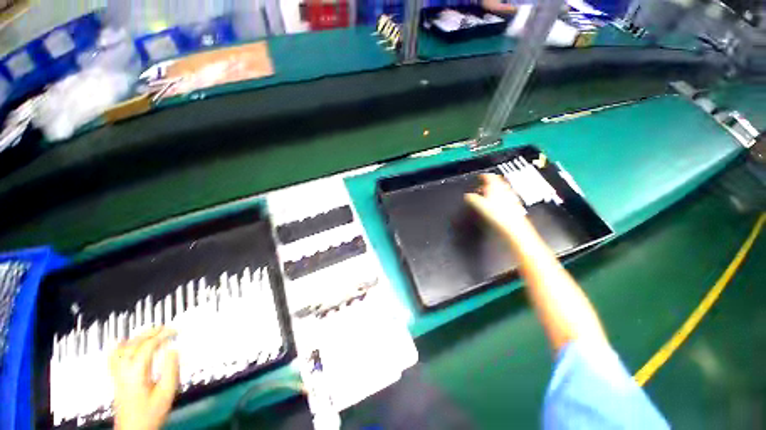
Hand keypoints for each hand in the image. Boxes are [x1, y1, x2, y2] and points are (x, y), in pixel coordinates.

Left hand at [109, 327, 178, 429]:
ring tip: (150, 331)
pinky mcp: (115, 378)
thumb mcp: (166, 393)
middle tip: (166, 327)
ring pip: (123, 348)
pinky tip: (122, 341)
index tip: (175, 331)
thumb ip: (171, 370)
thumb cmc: (151, 412)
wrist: (134, 429)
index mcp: (137, 372)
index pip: (148, 346)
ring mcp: (117, 374)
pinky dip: (118, 346)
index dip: (162, 336)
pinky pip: (112, 358)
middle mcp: (124, 370)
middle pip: (134, 344)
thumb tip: (173, 350)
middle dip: (151, 333)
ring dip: (138, 336)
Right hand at [465, 173, 530, 236]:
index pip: (488, 176)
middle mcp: (504, 189)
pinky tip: (497, 204)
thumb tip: (467, 196)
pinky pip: (506, 196)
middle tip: (482, 187)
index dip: (482, 176)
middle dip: (489, 183)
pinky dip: (501, 197)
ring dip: (495, 190)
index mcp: (495, 186)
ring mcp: (511, 196)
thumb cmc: (498, 214)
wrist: (513, 226)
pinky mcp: (514, 204)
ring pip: (502, 188)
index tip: (479, 177)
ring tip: (489, 195)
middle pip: (496, 181)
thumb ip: (472, 198)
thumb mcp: (479, 205)